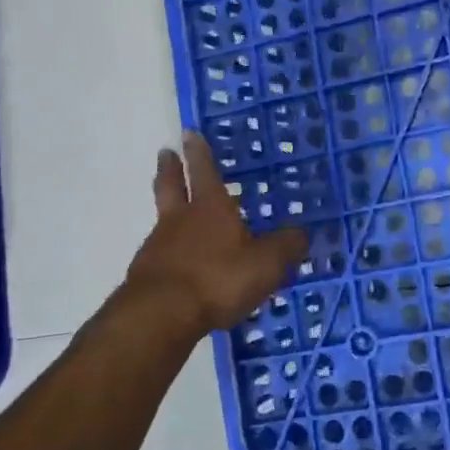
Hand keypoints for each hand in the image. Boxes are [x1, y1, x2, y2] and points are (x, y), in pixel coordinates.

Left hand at [102, 132, 309, 340]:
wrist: (160, 316)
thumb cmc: (218, 278)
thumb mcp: (266, 263)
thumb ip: (286, 246)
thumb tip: (302, 232)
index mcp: (211, 208)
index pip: (204, 171)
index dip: (199, 152)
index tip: (189, 133)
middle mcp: (181, 220)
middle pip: (171, 186)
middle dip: (170, 169)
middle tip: (166, 153)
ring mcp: (159, 246)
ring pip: (163, 219)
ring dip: (169, 210)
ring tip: (177, 213)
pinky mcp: (146, 276)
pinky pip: (161, 254)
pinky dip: (169, 251)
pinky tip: (179, 263)